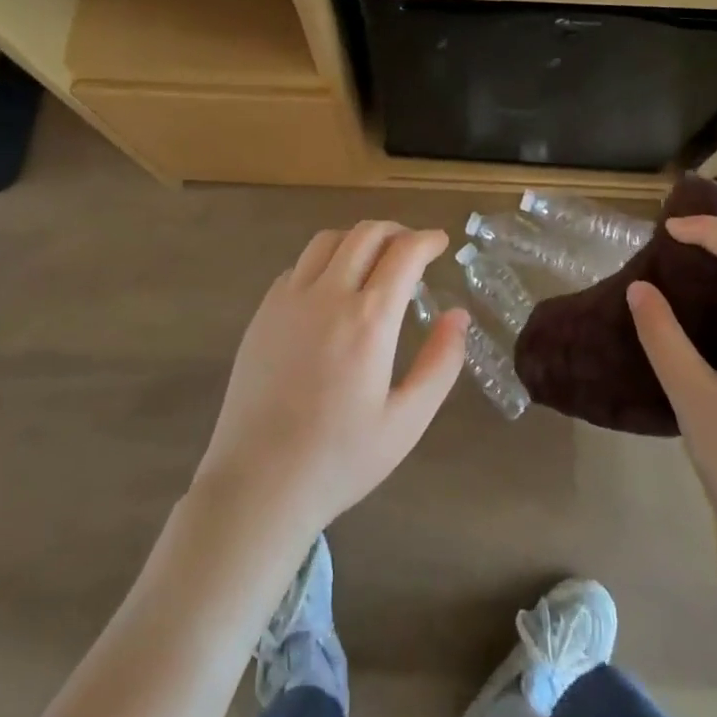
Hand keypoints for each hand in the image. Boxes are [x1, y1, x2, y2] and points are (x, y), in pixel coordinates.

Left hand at [192, 222, 467, 543]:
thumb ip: (441, 363)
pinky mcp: (262, 313)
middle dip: (396, 232)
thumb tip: (458, 316)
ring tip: (374, 261)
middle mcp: (327, 296)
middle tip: (413, 248)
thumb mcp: (407, 421)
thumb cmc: (340, 459)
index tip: (440, 242)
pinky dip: (324, 262)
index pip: (404, 253)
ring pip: (327, 241)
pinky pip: (298, 266)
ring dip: (358, 240)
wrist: (257, 484)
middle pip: (365, 234)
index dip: (427, 240)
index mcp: (369, 320)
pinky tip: (332, 289)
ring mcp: (288, 301)